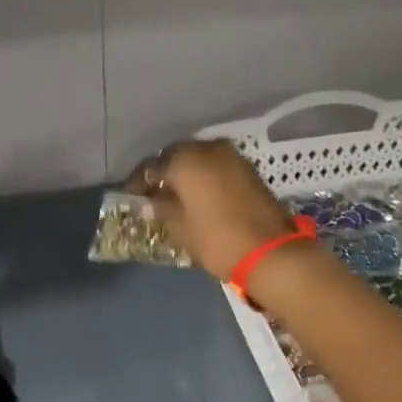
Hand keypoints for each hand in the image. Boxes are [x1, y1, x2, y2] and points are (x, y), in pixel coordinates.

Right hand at [139, 140, 295, 278]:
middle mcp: (208, 149)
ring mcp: (232, 156)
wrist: (269, 252)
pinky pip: (217, 166)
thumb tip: (152, 202)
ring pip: (199, 158)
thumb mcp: (181, 228)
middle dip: (164, 172)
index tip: (132, 196)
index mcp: (186, 161)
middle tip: (154, 194)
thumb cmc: (217, 240)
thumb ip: (163, 209)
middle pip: (177, 155)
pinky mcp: (248, 169)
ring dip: (186, 173)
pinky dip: (205, 176)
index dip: (139, 182)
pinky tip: (199, 195)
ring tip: (176, 195)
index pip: (152, 165)